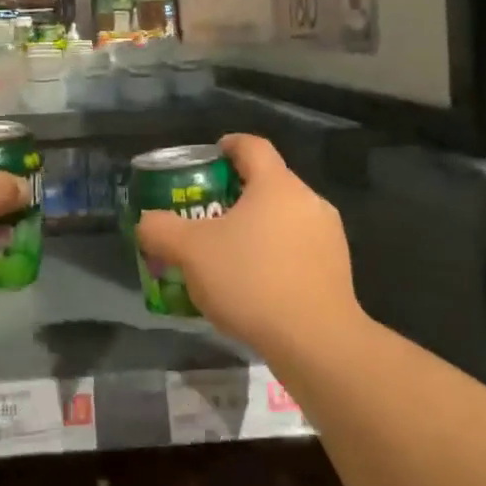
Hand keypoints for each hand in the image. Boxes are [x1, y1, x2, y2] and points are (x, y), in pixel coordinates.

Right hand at [135, 134, 359, 349]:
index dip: (228, 145)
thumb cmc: (251, 280)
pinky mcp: (338, 269)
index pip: (252, 146)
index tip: (210, 156)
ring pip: (284, 218)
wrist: (316, 341)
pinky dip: (275, 255)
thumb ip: (161, 229)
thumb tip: (147, 221)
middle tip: (207, 215)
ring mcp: (329, 236)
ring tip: (229, 254)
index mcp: (276, 184)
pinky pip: (299, 248)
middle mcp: (308, 201)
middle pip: (268, 183)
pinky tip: (255, 284)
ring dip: (257, 227)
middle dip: (236, 194)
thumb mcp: (190, 252)